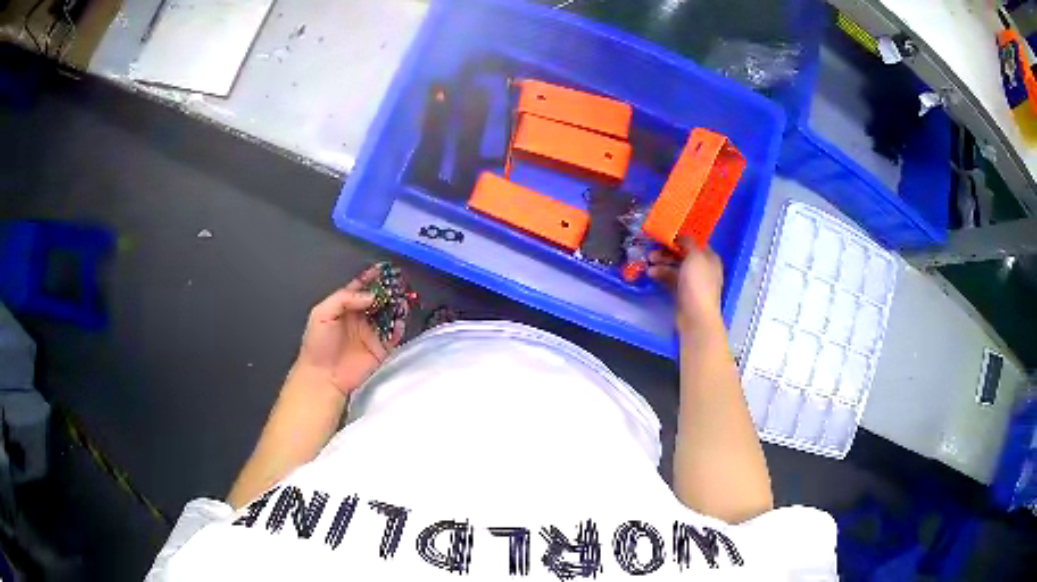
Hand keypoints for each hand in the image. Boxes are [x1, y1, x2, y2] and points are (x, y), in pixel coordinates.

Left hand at [293, 266, 405, 395]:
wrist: (324, 376)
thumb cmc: (317, 345)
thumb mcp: (322, 313)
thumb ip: (344, 298)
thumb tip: (370, 295)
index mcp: (345, 307)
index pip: (361, 288)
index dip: (371, 278)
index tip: (384, 269)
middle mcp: (360, 318)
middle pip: (378, 299)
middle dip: (388, 290)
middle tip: (398, 282)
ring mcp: (371, 332)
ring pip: (389, 314)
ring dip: (396, 306)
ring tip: (402, 299)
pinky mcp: (381, 348)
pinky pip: (395, 334)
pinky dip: (400, 326)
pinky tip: (400, 320)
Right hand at [647, 239, 724, 335]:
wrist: (696, 316)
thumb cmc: (698, 283)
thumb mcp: (695, 256)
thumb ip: (688, 243)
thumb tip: (682, 237)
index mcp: (709, 258)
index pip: (694, 243)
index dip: (680, 239)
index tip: (664, 236)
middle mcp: (702, 268)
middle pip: (683, 255)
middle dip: (667, 252)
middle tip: (652, 251)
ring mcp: (692, 282)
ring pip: (675, 267)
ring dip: (661, 263)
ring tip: (648, 262)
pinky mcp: (682, 293)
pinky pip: (671, 280)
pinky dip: (661, 275)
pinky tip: (651, 274)